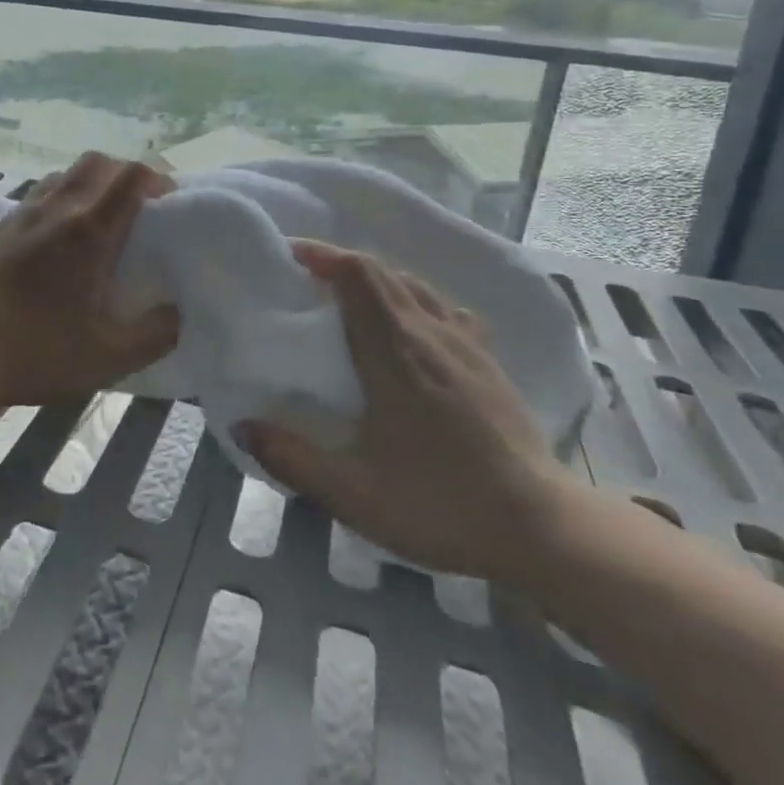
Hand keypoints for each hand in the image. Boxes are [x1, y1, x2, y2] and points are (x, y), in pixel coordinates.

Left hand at [0, 153, 179, 409]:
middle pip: (95, 162)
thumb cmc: (36, 353)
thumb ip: (155, 334)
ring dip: (87, 187)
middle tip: (135, 208)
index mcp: (87, 232)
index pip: (129, 176)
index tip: (167, 202)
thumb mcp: (109, 358)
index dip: (156, 178)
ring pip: (61, 176)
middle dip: (123, 174)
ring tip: (94, 224)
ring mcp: (17, 217)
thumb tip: (175, 311)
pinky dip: (54, 207)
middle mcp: (53, 210)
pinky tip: (50, 247)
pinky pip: (31, 201)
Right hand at [239, 240, 580, 585]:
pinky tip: (407, 325)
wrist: (541, 529)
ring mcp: (465, 343)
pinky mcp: (487, 360)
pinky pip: (442, 306)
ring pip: (413, 284)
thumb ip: (292, 458)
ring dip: (375, 278)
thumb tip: (242, 425)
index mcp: (394, 351)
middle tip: (306, 277)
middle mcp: (430, 332)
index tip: (290, 256)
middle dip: (340, 262)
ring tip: (347, 298)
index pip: (358, 275)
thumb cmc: (441, 504)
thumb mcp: (353, 494)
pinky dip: (411, 298)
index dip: (323, 256)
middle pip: (383, 271)